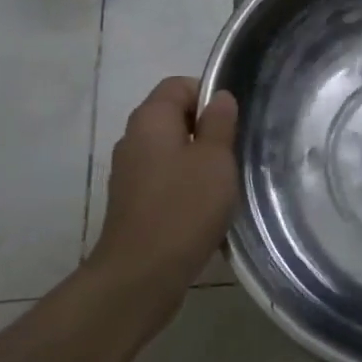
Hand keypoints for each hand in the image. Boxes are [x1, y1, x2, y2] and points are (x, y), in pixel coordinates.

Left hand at [89, 77, 238, 308]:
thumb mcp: (214, 160)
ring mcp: (129, 173)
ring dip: (198, 164)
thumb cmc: (183, 208)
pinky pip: (164, 181)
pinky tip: (204, 212)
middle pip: (174, 118)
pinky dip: (184, 189)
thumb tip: (219, 97)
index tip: (232, 124)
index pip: (179, 85)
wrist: (140, 276)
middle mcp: (133, 139)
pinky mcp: (131, 203)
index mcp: (150, 119)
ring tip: (223, 187)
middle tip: (233, 155)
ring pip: (171, 152)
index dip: (208, 96)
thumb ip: (219, 123)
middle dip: (206, 132)